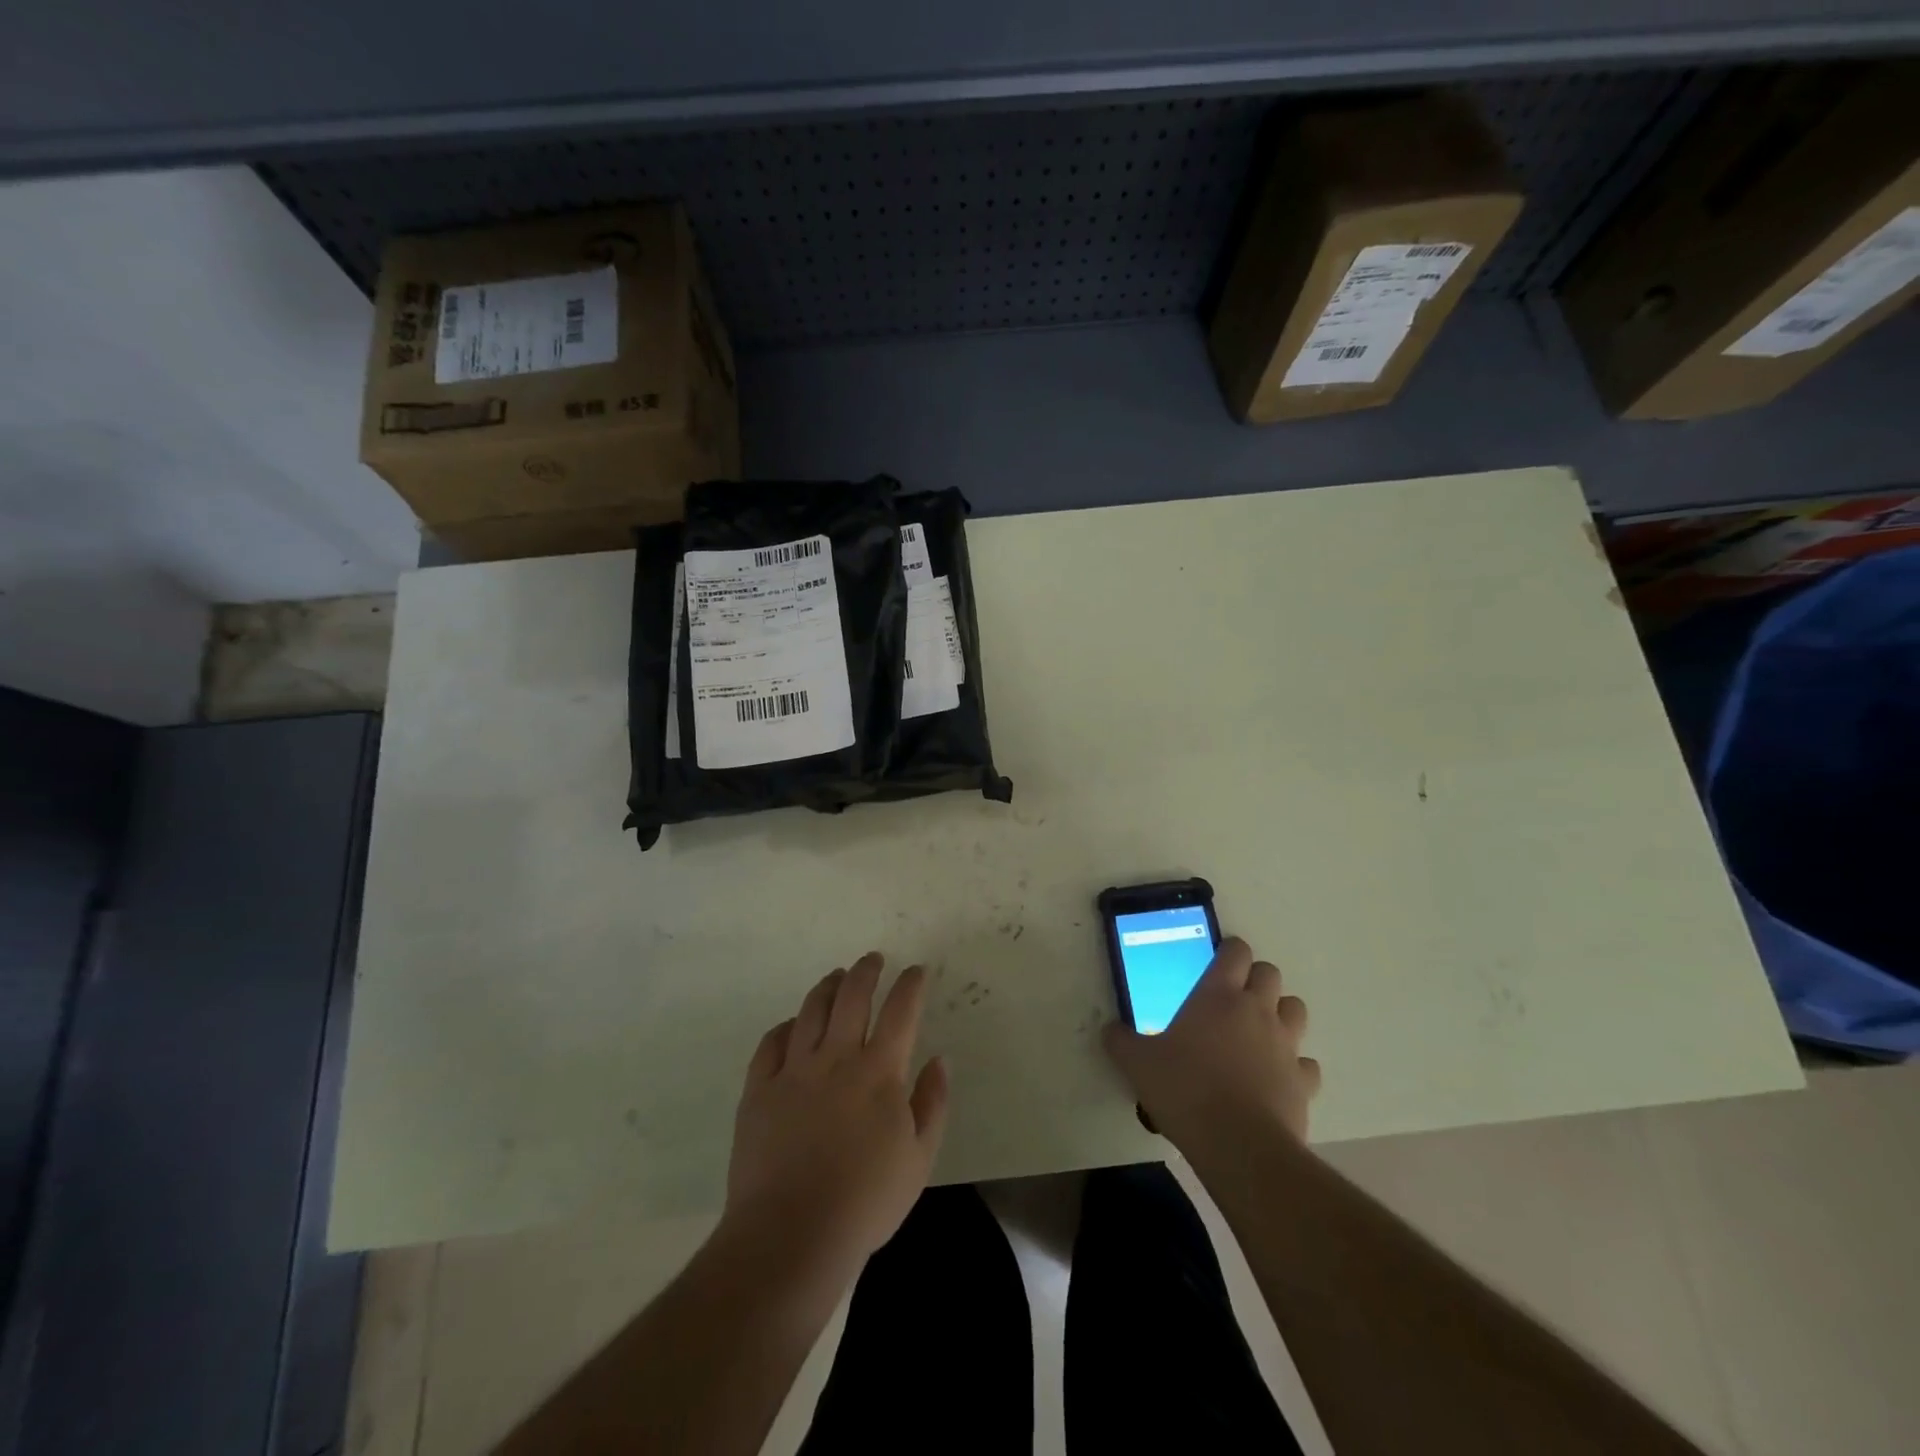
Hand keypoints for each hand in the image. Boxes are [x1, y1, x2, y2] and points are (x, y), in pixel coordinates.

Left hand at [722, 952, 949, 1289]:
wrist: (791, 1235)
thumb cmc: (865, 1201)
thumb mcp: (919, 1159)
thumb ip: (932, 1103)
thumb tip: (939, 1059)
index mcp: (878, 1071)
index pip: (900, 1011)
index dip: (910, 985)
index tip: (916, 971)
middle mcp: (836, 1058)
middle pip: (851, 996)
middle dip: (866, 970)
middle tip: (873, 959)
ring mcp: (793, 1070)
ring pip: (811, 1010)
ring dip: (827, 986)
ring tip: (836, 976)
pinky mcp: (759, 1089)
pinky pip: (771, 1043)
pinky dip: (786, 1026)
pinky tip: (793, 1025)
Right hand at [1104, 937, 1320, 1155]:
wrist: (1238, 1145)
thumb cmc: (1185, 1090)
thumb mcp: (1138, 1064)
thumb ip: (1121, 1042)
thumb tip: (1110, 1030)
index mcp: (1217, 995)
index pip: (1235, 952)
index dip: (1229, 950)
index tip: (1217, 960)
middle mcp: (1256, 1010)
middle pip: (1270, 973)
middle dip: (1255, 978)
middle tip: (1233, 997)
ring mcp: (1285, 1045)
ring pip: (1295, 1009)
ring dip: (1280, 1013)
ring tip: (1259, 1031)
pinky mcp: (1303, 1081)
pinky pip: (1306, 1063)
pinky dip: (1295, 1065)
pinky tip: (1276, 1077)